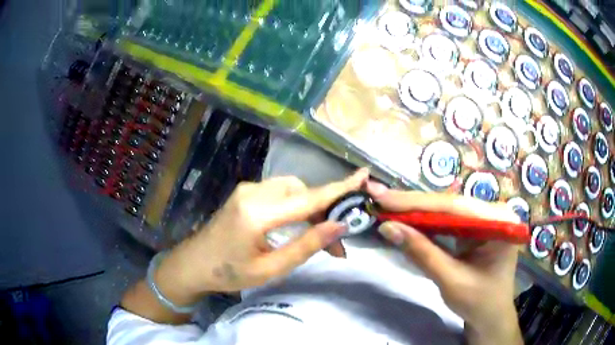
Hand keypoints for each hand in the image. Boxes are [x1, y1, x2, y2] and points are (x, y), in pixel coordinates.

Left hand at [158, 168, 368, 298]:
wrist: (193, 264)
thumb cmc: (229, 273)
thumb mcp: (271, 268)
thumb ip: (306, 245)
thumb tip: (339, 227)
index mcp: (257, 214)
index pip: (308, 198)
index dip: (339, 188)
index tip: (364, 176)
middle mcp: (253, 193)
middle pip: (302, 191)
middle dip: (324, 209)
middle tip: (336, 239)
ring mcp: (247, 189)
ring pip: (292, 189)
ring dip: (310, 207)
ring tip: (320, 234)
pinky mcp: (245, 193)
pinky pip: (279, 192)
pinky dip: (296, 205)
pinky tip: (298, 225)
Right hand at [366, 182, 522, 343]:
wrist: (490, 317)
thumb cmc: (478, 302)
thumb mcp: (451, 280)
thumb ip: (422, 253)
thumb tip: (388, 228)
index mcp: (500, 221)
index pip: (454, 207)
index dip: (416, 203)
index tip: (383, 198)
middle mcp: (493, 213)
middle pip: (449, 204)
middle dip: (413, 204)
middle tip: (379, 197)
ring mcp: (484, 220)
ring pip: (445, 211)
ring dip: (416, 211)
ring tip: (387, 205)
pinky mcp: (474, 229)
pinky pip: (447, 222)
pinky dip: (425, 223)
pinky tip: (406, 218)